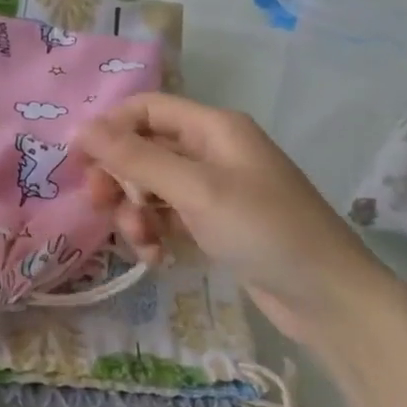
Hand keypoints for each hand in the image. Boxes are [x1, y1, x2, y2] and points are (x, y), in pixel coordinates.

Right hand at [76, 94, 397, 346]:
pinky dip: (156, 233)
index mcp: (213, 128)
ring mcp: (215, 190)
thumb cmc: (264, 231)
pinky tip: (156, 258)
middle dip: (119, 177)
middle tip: (101, 206)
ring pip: (152, 187)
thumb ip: (137, 158)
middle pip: (144, 149)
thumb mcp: (196, 191)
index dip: (109, 129)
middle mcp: (212, 151)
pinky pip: (169, 217)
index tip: (79, 163)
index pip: (146, 109)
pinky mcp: (215, 224)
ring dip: (136, 212)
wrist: (328, 297)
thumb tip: (81, 129)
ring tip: (141, 243)